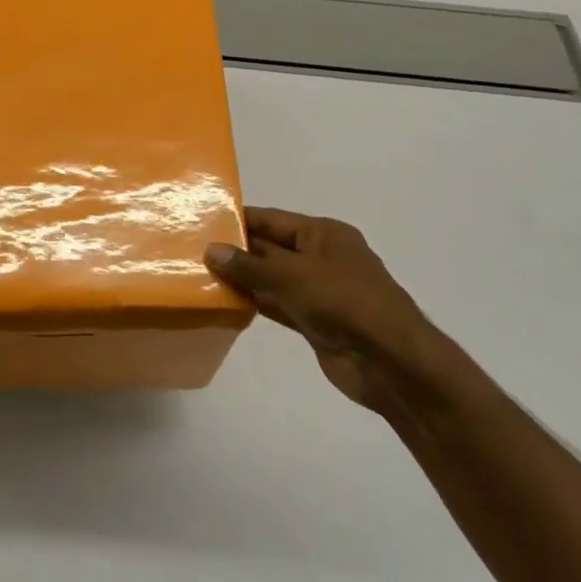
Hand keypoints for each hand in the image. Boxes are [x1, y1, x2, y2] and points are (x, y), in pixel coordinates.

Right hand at [205, 207, 445, 407]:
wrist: (389, 361)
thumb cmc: (344, 302)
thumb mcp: (292, 276)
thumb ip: (249, 265)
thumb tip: (211, 249)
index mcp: (323, 234)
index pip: (272, 219)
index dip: (238, 219)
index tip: (201, 220)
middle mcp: (321, 257)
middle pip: (270, 248)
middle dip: (235, 250)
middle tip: (191, 250)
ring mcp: (318, 291)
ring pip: (271, 278)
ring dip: (242, 279)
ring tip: (199, 275)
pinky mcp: (314, 321)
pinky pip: (277, 305)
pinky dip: (254, 303)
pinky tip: (224, 302)